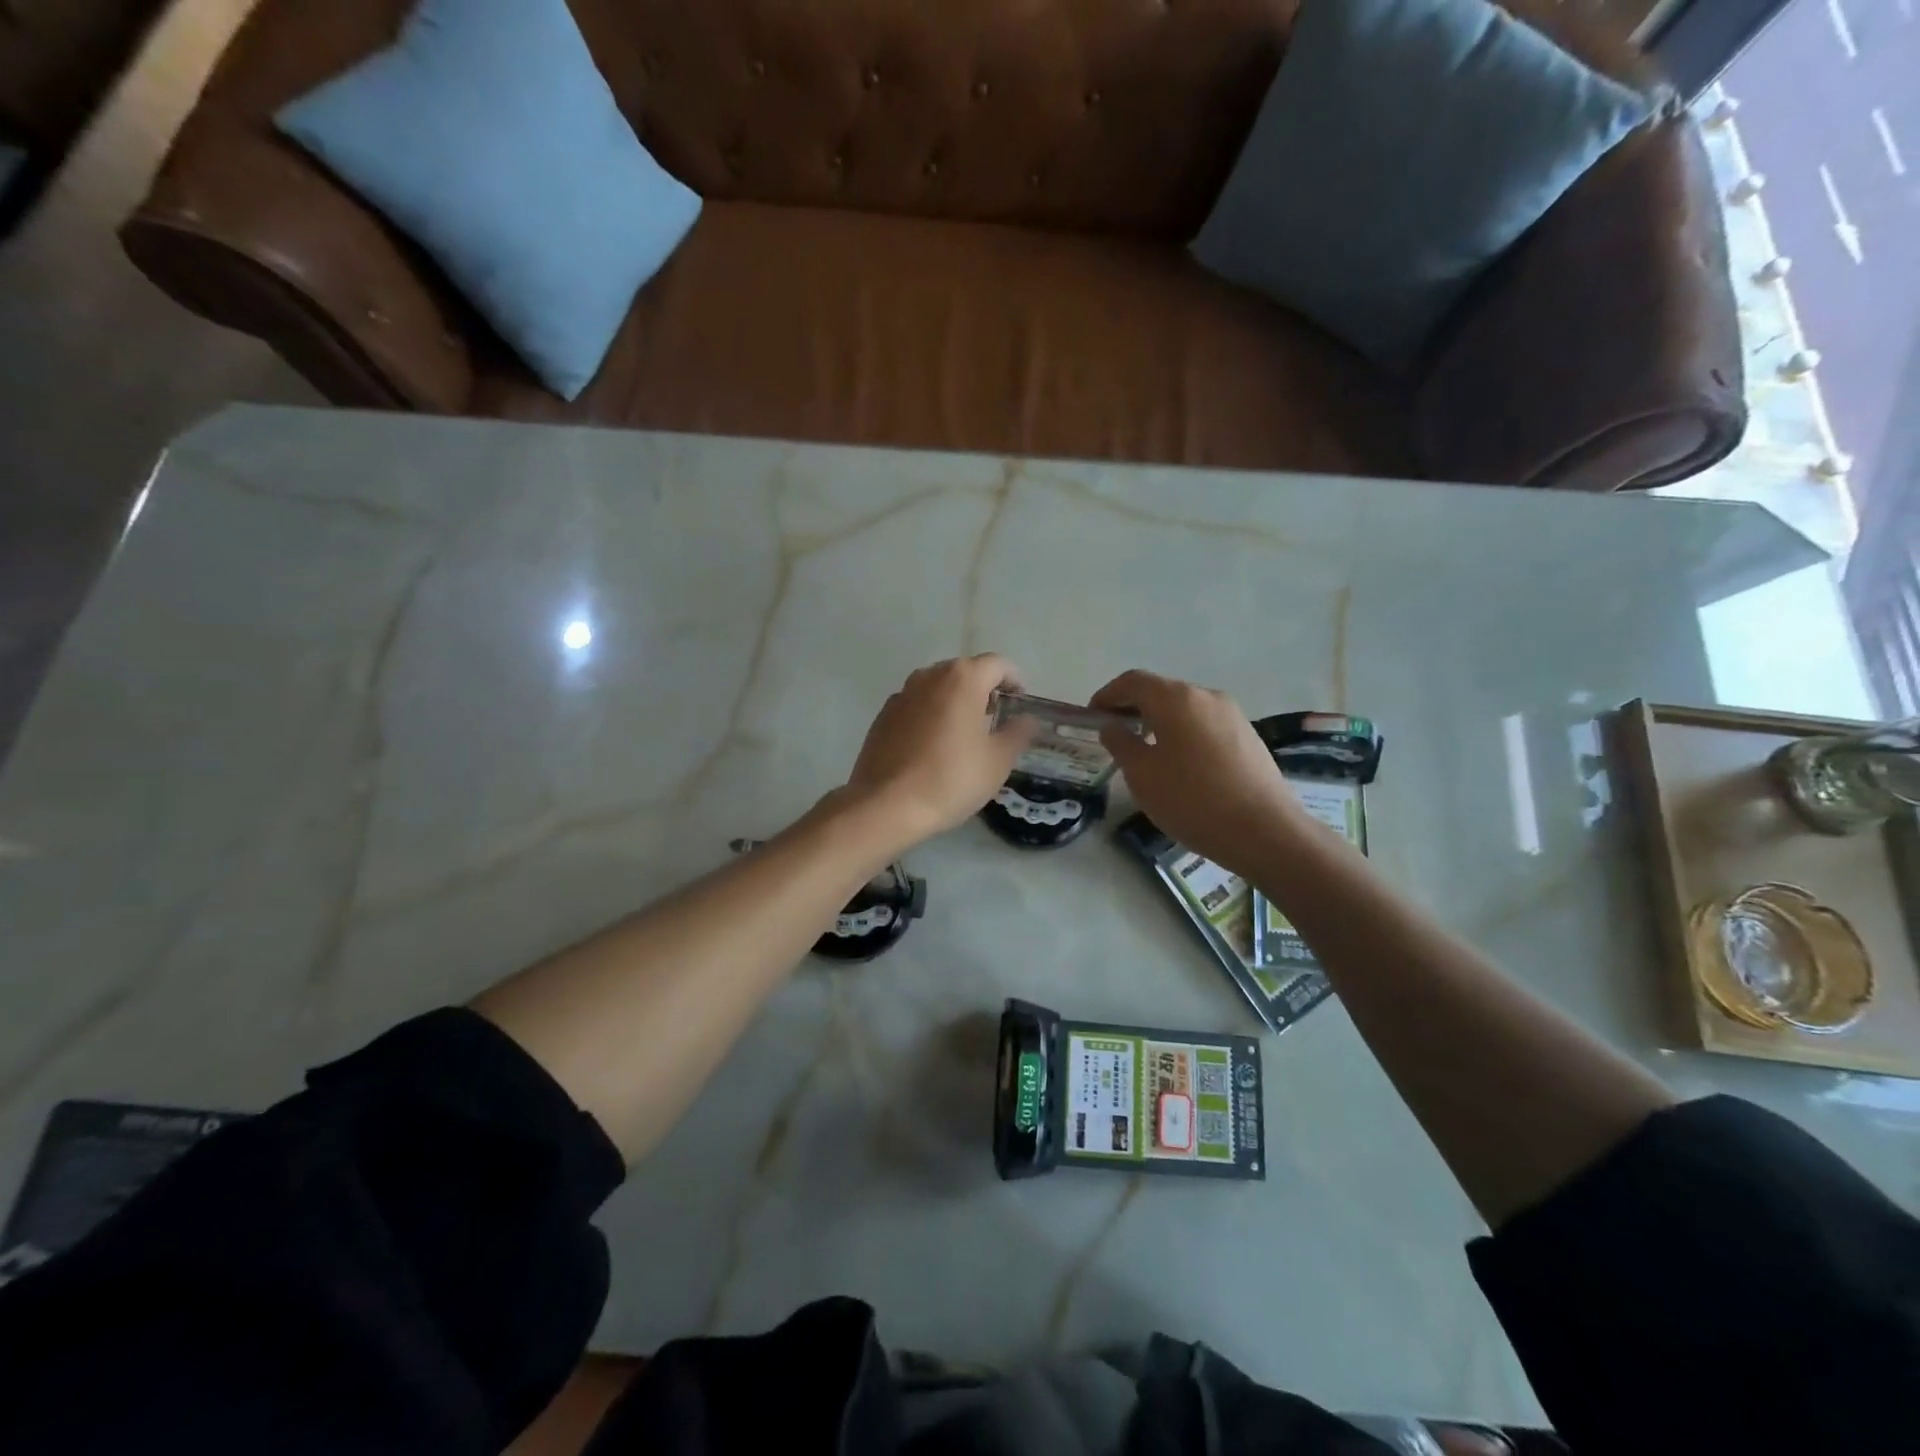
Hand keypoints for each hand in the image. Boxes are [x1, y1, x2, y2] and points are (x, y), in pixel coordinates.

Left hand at [843, 655, 1037, 851]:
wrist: (886, 805)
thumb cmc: (951, 779)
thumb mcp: (997, 761)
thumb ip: (1017, 733)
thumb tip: (1026, 719)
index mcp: (962, 679)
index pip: (997, 664)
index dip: (1014, 680)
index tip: (1019, 703)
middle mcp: (929, 676)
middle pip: (965, 672)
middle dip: (983, 689)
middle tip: (995, 720)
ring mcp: (902, 694)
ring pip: (937, 688)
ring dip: (955, 702)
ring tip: (964, 734)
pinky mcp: (883, 716)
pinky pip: (916, 706)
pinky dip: (930, 716)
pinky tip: (933, 747)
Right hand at [1090, 669, 1306, 876]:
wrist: (1264, 831)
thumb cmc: (1192, 800)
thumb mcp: (1142, 775)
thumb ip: (1121, 743)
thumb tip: (1113, 726)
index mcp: (1176, 699)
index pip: (1133, 681)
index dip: (1107, 695)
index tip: (1092, 716)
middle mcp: (1206, 696)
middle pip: (1161, 692)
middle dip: (1133, 708)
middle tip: (1115, 736)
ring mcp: (1232, 715)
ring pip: (1185, 709)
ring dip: (1160, 722)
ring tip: (1146, 753)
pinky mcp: (1249, 736)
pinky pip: (1205, 726)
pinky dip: (1184, 734)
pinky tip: (1181, 767)